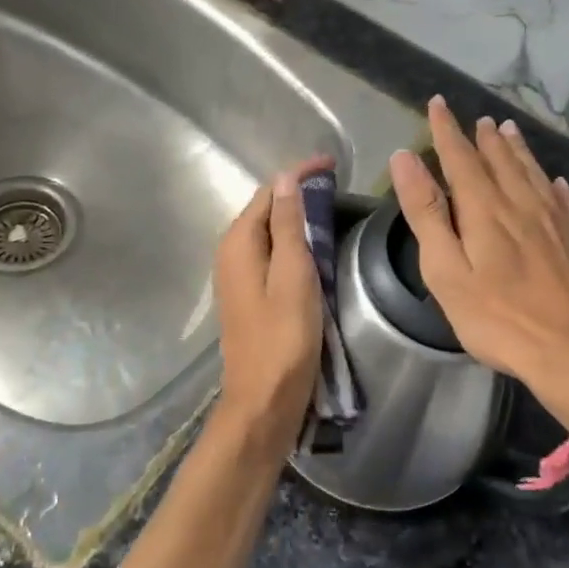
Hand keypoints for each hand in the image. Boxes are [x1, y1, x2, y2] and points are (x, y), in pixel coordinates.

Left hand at [212, 160, 329, 456]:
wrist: (263, 402)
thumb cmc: (284, 339)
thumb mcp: (293, 276)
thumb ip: (289, 226)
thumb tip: (286, 179)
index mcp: (238, 243)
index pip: (268, 192)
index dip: (298, 174)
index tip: (333, 165)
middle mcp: (230, 253)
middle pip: (265, 209)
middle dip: (297, 192)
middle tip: (337, 184)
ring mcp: (237, 276)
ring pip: (268, 232)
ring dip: (296, 216)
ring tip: (331, 208)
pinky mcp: (249, 295)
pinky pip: (270, 254)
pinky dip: (292, 242)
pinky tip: (313, 248)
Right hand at [389, 96, 568, 430]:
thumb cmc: (500, 321)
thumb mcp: (447, 271)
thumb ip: (426, 213)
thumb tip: (405, 158)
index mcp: (486, 211)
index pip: (461, 158)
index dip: (447, 130)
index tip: (438, 104)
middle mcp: (524, 206)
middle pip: (502, 162)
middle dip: (486, 138)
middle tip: (479, 119)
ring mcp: (559, 224)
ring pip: (535, 176)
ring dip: (520, 152)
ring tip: (511, 132)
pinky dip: (559, 187)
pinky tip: (559, 183)